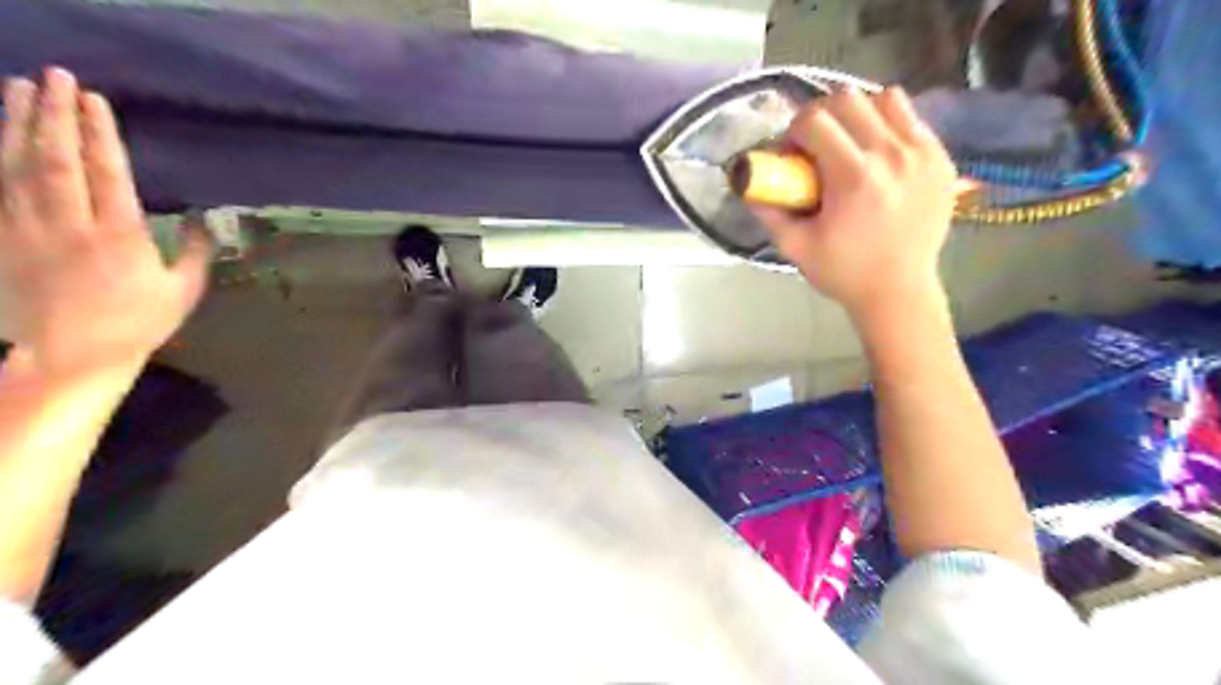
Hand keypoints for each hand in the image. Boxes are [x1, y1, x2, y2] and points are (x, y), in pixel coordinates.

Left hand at [0, 68, 209, 381]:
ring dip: (17, 123)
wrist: (71, 355)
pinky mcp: (0, 237)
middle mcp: (69, 224)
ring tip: (20, 87)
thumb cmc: (138, 322)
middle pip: (55, 158)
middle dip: (55, 114)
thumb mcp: (182, 291)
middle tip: (56, 76)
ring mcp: (26, 228)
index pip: (106, 173)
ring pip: (16, 164)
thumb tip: (206, 219)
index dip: (99, 134)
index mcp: (119, 236)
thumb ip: (195, 252)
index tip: (95, 100)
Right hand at [751, 85, 958, 317]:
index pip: (815, 120)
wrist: (899, 291)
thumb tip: (747, 183)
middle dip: (821, 116)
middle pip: (847, 99)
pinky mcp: (941, 158)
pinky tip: (878, 155)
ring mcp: (922, 153)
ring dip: (858, 114)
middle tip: (815, 145)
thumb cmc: (843, 272)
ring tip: (850, 144)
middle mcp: (891, 154)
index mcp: (853, 177)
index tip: (792, 154)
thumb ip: (769, 211)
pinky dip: (888, 125)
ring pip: (884, 99)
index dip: (793, 131)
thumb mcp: (795, 246)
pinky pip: (911, 119)